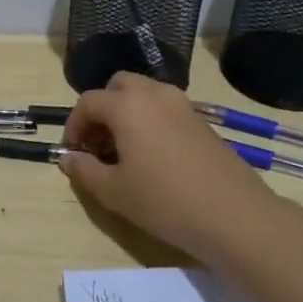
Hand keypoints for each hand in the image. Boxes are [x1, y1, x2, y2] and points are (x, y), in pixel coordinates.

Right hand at [60, 72, 287, 264]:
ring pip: (144, 94)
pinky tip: (152, 157)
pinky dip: (150, 121)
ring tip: (123, 151)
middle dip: (102, 109)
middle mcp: (154, 95)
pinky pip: (165, 109)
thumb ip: (84, 170)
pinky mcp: (202, 121)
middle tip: (97, 143)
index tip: (73, 152)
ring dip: (126, 113)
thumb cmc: (164, 201)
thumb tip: (68, 158)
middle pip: (118, 86)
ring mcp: (183, 105)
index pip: (88, 102)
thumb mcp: (113, 191)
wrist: (234, 215)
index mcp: (127, 105)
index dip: (74, 125)